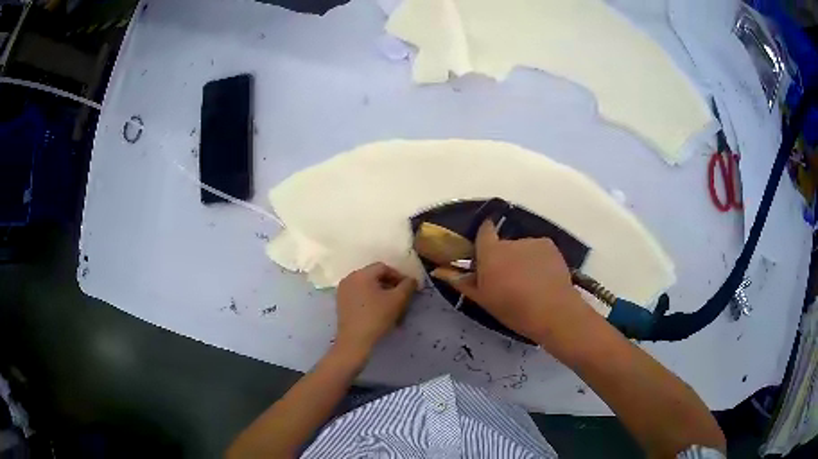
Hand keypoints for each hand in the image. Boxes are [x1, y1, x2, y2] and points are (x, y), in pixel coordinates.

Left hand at [335, 262, 416, 354]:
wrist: (355, 341)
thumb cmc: (376, 317)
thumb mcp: (397, 300)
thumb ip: (407, 286)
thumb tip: (411, 280)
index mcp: (361, 274)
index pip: (384, 268)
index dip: (399, 276)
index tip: (408, 288)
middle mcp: (349, 278)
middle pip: (374, 276)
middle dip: (390, 285)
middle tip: (402, 297)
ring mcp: (343, 291)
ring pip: (367, 286)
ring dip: (381, 293)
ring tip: (392, 306)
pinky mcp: (341, 303)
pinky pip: (359, 295)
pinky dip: (371, 299)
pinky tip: (379, 311)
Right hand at [433, 220, 592, 343]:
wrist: (552, 312)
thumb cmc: (513, 309)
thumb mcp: (483, 300)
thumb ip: (462, 282)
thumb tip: (439, 271)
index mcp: (490, 253)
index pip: (484, 230)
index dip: (483, 236)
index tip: (484, 251)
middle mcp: (510, 242)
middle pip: (503, 244)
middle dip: (504, 258)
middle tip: (508, 280)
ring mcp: (532, 242)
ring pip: (522, 248)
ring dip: (522, 259)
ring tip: (529, 282)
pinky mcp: (549, 245)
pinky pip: (538, 250)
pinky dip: (538, 260)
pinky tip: (543, 278)